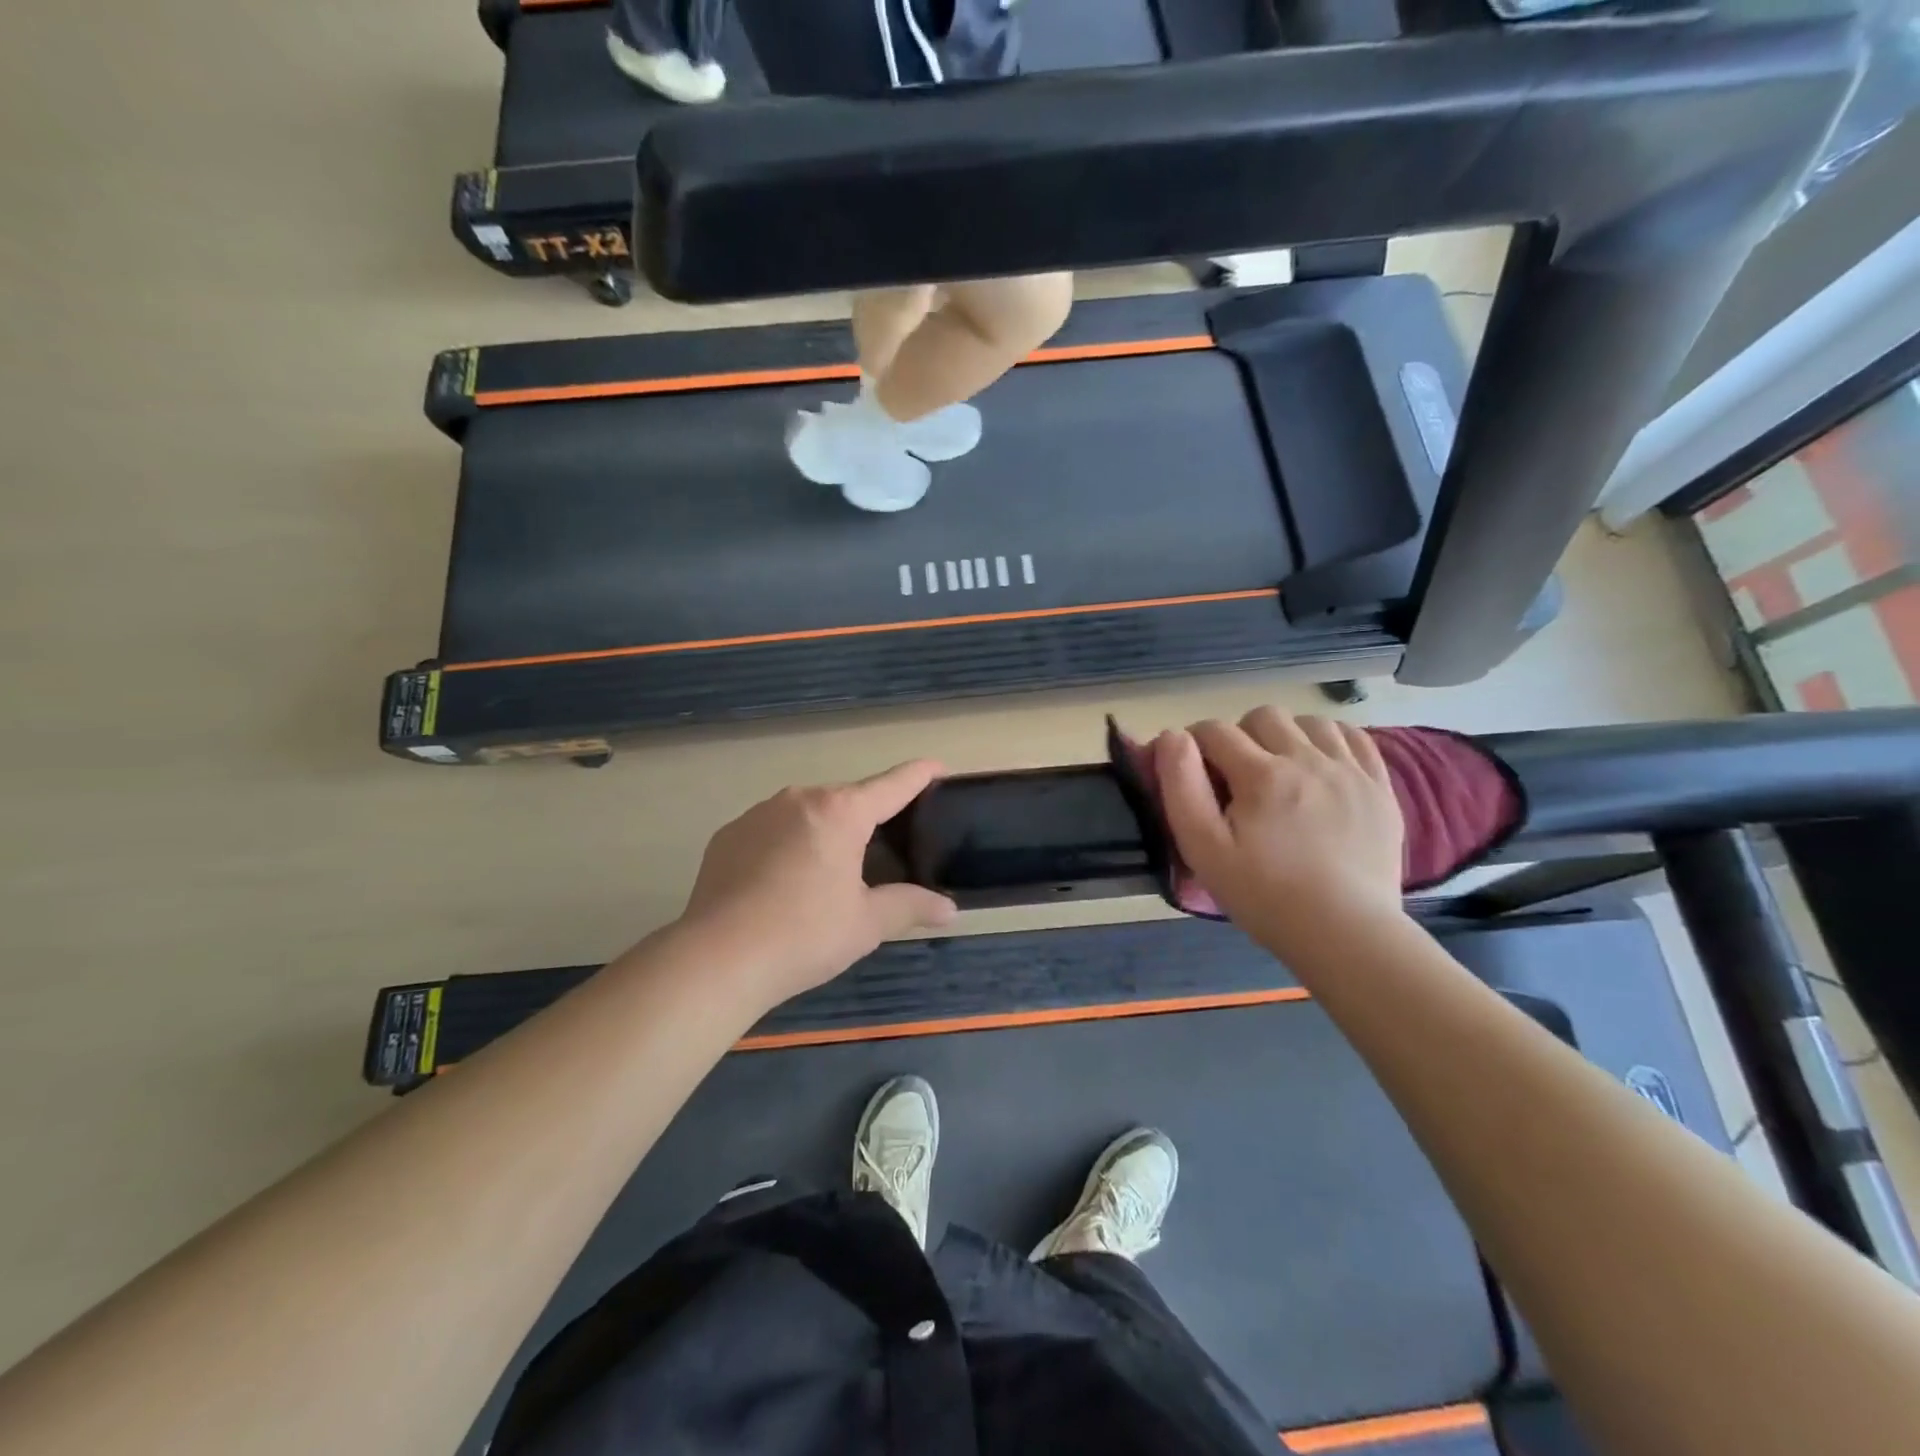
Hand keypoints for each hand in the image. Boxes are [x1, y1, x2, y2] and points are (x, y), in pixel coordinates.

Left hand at [678, 761, 957, 1006]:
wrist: (718, 958)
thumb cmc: (804, 935)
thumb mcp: (866, 924)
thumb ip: (910, 906)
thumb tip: (949, 909)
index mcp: (841, 812)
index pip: (892, 785)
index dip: (920, 775)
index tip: (937, 767)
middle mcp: (800, 799)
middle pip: (847, 799)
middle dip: (867, 817)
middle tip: (883, 851)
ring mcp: (758, 813)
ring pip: (807, 812)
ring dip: (824, 830)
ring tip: (828, 872)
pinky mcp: (728, 834)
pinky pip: (771, 829)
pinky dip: (787, 844)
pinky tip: (782, 882)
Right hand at [1154, 709, 1405, 959]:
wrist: (1346, 934)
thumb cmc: (1264, 895)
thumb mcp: (1203, 849)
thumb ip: (1181, 786)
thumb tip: (1172, 737)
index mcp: (1261, 774)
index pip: (1214, 731)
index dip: (1192, 743)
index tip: (1189, 770)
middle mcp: (1307, 759)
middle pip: (1262, 716)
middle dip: (1239, 736)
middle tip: (1235, 776)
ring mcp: (1350, 771)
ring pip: (1309, 722)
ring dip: (1286, 735)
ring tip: (1280, 771)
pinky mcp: (1379, 788)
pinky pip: (1354, 737)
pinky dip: (1330, 740)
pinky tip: (1320, 766)